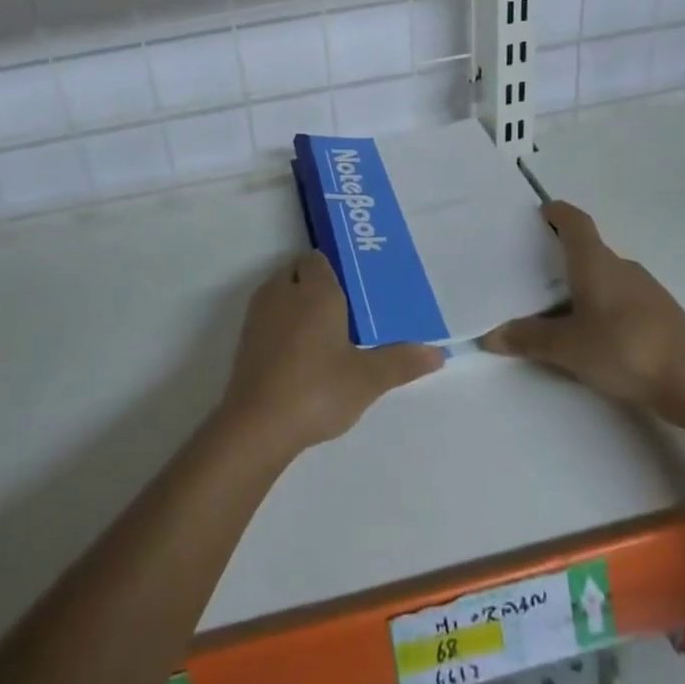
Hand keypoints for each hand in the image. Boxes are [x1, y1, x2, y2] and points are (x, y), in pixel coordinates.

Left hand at [217, 252, 441, 457]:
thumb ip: (402, 362)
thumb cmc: (318, 390)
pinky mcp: (245, 339)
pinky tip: (299, 355)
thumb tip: (439, 353)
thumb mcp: (368, 379)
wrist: (258, 424)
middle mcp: (284, 291)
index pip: (318, 259)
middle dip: (316, 285)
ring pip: (280, 293)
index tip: (355, 289)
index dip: (334, 270)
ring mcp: (260, 314)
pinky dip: (281, 326)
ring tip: (324, 334)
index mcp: (316, 289)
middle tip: (345, 312)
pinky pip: (268, 317)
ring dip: (296, 304)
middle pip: (298, 272)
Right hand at [479, 202, 684, 425]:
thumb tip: (490, 336)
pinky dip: (604, 307)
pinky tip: (595, 334)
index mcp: (596, 262)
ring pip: (607, 277)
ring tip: (559, 307)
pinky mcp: (663, 317)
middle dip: (563, 256)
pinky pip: (623, 300)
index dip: (557, 213)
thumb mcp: (567, 347)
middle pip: (589, 250)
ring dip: (585, 285)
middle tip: (535, 269)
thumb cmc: (625, 348)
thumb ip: (528, 339)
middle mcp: (622, 267)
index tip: (541, 212)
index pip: (575, 222)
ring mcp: (647, 291)